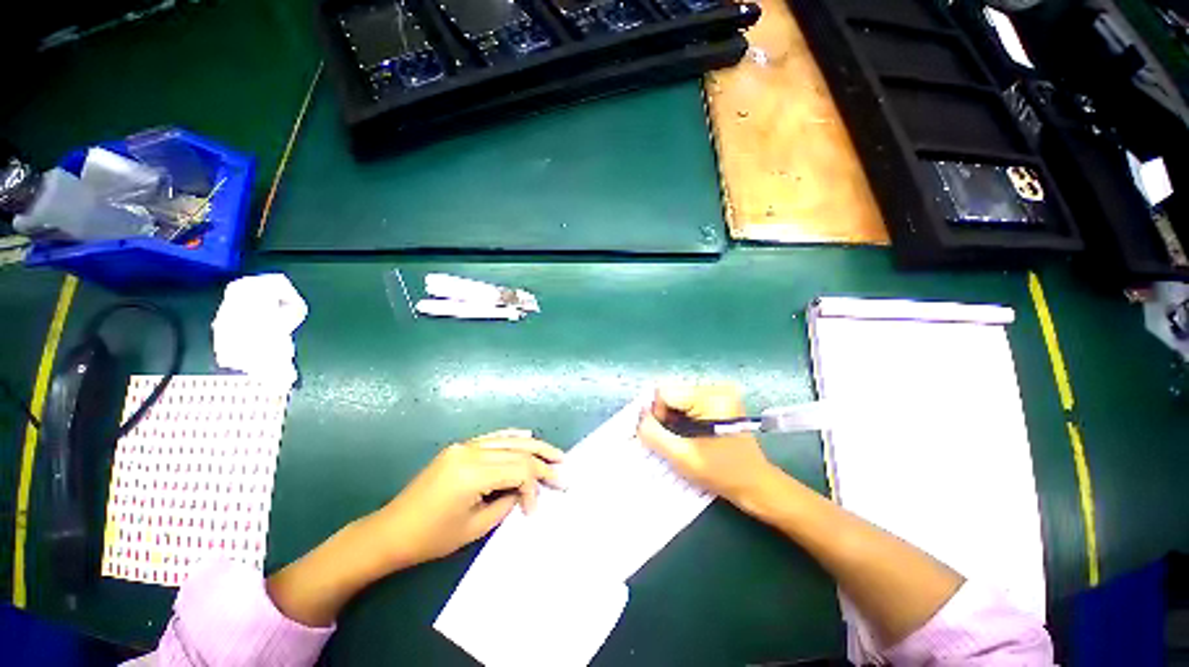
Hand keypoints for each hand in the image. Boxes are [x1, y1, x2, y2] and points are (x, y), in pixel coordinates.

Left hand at [369, 429, 563, 569]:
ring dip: (531, 447)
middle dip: (542, 463)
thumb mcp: (477, 526)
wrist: (395, 530)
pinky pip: (488, 440)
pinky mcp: (453, 452)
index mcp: (472, 471)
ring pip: (503, 441)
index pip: (519, 470)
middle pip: (515, 451)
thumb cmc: (435, 536)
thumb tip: (523, 493)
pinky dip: (508, 438)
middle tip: (566, 475)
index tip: (534, 513)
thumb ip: (505, 504)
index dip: (535, 490)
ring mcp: (458, 448)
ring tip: (556, 456)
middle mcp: (466, 452)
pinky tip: (524, 436)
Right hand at [638, 384, 775, 504]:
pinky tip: (694, 439)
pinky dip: (687, 421)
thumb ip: (654, 434)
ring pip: (681, 400)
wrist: (753, 483)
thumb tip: (638, 418)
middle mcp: (718, 389)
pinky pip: (693, 405)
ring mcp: (723, 395)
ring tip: (686, 443)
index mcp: (711, 397)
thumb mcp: (682, 456)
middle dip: (667, 418)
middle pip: (674, 394)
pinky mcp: (724, 405)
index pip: (665, 392)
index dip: (657, 415)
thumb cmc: (721, 471)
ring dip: (676, 421)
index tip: (665, 438)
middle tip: (676, 443)